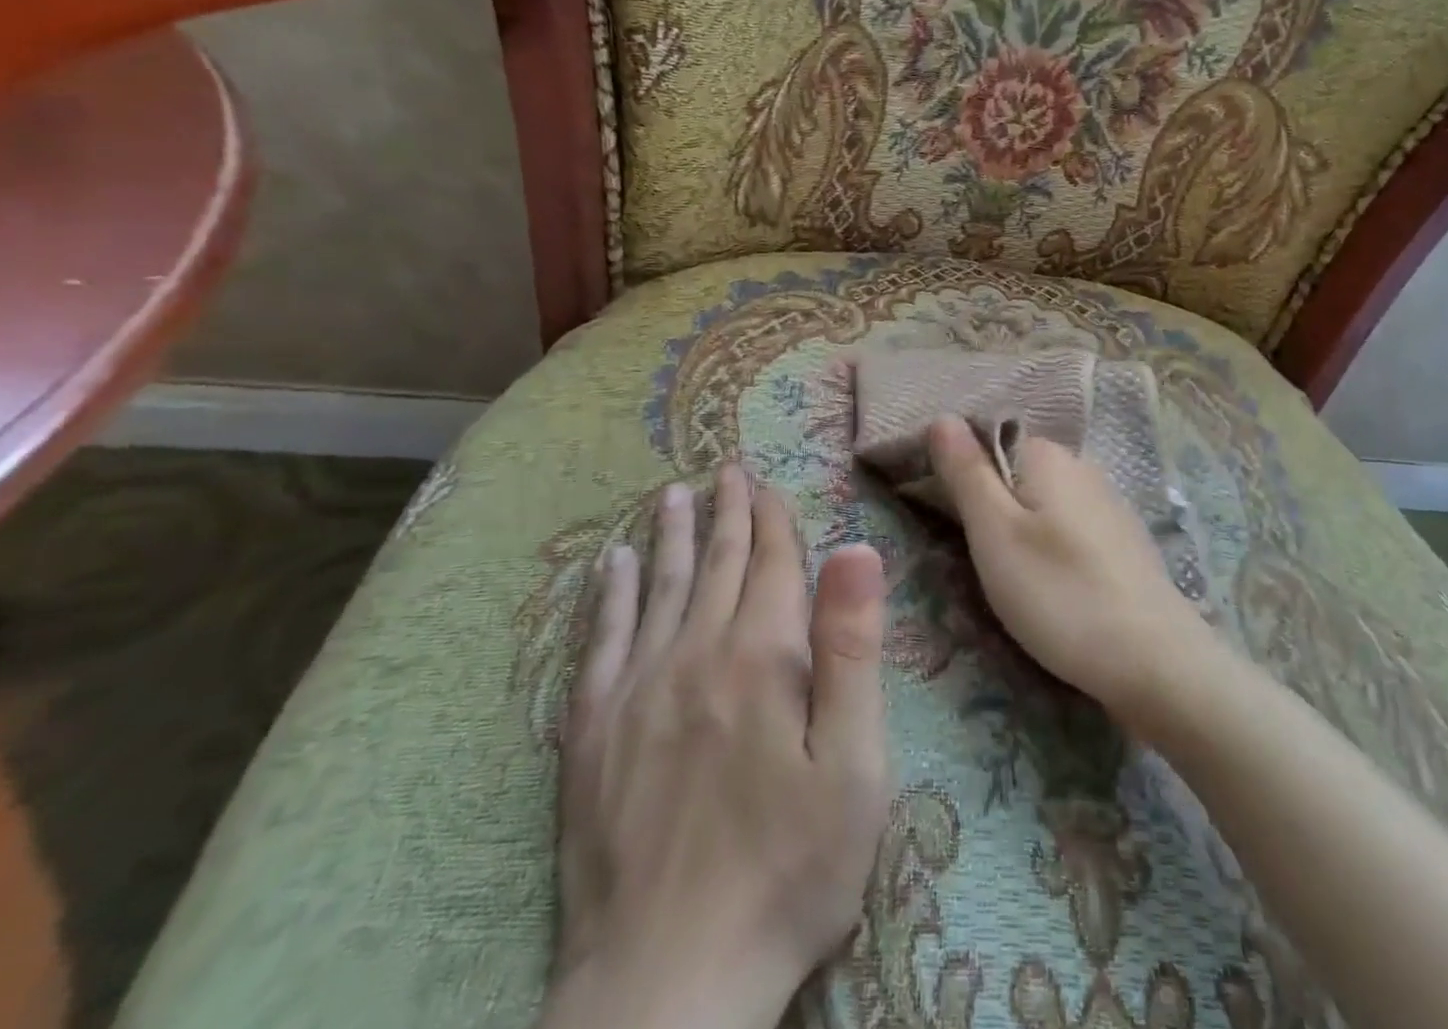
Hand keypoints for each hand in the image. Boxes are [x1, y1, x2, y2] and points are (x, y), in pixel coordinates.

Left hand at [544, 466, 890, 1028]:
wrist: (666, 985)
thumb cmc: (787, 872)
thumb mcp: (853, 766)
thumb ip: (851, 650)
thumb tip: (856, 550)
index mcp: (762, 657)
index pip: (771, 564)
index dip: (773, 519)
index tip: (768, 484)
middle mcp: (694, 653)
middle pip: (714, 563)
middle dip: (726, 512)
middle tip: (725, 470)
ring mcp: (636, 690)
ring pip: (659, 588)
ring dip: (670, 536)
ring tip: (672, 495)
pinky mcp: (591, 733)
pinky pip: (600, 641)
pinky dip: (609, 596)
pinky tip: (612, 565)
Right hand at [926, 416, 1209, 721]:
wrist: (1156, 663)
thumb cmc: (1060, 593)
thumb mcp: (995, 532)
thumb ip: (966, 472)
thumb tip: (942, 416)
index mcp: (1047, 454)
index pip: (986, 438)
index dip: (957, 469)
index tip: (937, 512)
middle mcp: (1081, 465)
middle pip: (1014, 469)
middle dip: (987, 500)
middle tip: (968, 552)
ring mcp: (1107, 502)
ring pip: (1042, 500)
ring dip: (1017, 524)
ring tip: (1003, 573)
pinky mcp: (1122, 540)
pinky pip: (1067, 524)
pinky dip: (1048, 542)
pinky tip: (1048, 579)